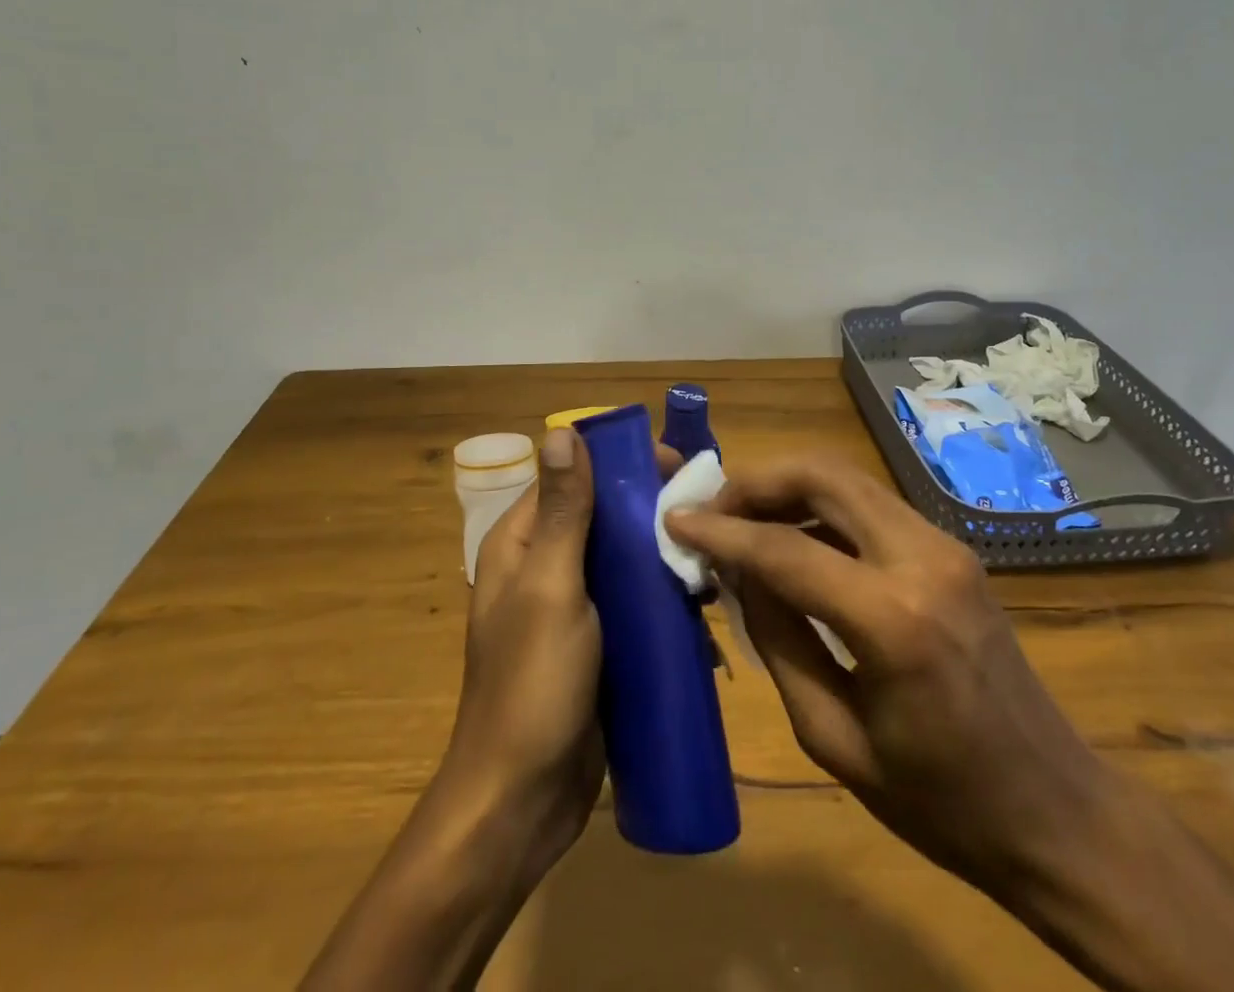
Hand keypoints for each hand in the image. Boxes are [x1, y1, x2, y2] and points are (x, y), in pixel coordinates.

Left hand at [444, 427, 684, 879]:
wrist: (522, 802)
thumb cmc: (532, 685)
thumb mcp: (550, 588)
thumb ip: (562, 511)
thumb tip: (562, 431)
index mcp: (521, 543)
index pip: (573, 476)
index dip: (620, 462)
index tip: (676, 464)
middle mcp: (543, 565)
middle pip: (602, 515)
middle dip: (651, 509)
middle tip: (708, 512)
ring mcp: (571, 606)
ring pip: (622, 558)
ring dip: (663, 554)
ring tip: (712, 559)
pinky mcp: (597, 643)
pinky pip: (633, 602)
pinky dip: (663, 596)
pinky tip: (702, 605)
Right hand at [666, 461, 1233, 991]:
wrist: (1055, 810)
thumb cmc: (940, 803)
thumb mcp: (834, 739)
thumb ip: (779, 640)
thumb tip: (736, 571)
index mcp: (893, 619)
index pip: (785, 548)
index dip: (721, 530)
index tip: (675, 519)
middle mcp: (922, 558)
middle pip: (822, 475)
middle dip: (756, 480)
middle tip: (711, 508)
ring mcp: (944, 545)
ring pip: (847, 478)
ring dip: (787, 488)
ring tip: (741, 520)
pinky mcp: (951, 548)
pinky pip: (869, 506)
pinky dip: (821, 508)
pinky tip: (793, 538)